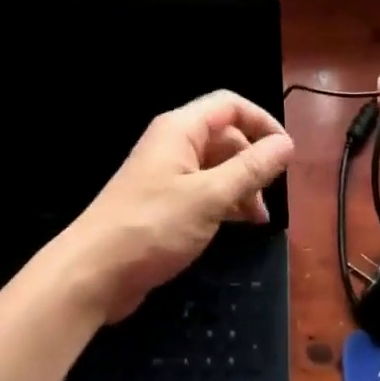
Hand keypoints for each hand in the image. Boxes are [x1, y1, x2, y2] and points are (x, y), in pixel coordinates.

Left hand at [60, 91, 294, 323]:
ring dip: (241, 185)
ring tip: (259, 218)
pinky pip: (202, 190)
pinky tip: (237, 225)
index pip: (230, 106)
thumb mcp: (210, 197)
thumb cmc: (152, 226)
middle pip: (225, 136)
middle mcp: (173, 144)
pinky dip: (224, 201)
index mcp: (181, 130)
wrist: (92, 274)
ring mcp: (166, 173)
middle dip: (253, 160)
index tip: (287, 152)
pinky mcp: (162, 202)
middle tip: (272, 193)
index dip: (262, 122)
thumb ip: (251, 169)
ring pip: (216, 166)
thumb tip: (287, 144)